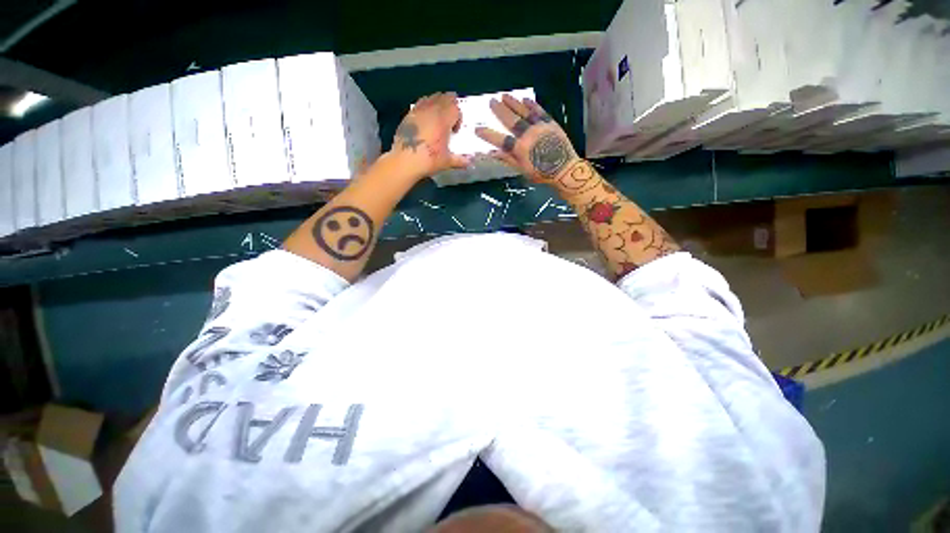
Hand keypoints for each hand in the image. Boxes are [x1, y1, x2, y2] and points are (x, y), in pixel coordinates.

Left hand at [391, 92, 468, 178]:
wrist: (405, 161)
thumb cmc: (428, 160)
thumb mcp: (446, 162)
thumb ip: (460, 160)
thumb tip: (470, 162)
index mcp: (443, 120)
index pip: (455, 108)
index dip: (458, 117)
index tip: (455, 131)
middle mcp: (431, 111)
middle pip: (444, 98)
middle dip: (450, 105)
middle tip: (451, 118)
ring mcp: (419, 111)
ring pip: (431, 98)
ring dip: (438, 103)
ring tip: (439, 117)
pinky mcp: (408, 115)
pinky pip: (420, 103)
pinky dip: (426, 106)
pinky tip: (426, 119)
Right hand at [475, 95, 579, 183]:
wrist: (564, 170)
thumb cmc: (541, 174)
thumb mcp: (522, 170)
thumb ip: (508, 159)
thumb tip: (493, 152)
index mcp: (520, 149)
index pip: (500, 140)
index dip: (488, 134)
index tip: (477, 129)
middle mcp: (528, 135)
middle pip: (511, 120)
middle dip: (499, 111)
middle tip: (491, 102)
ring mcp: (540, 127)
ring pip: (524, 112)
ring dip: (513, 103)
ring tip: (504, 96)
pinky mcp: (550, 123)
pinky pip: (539, 111)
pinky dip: (531, 104)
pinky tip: (524, 99)